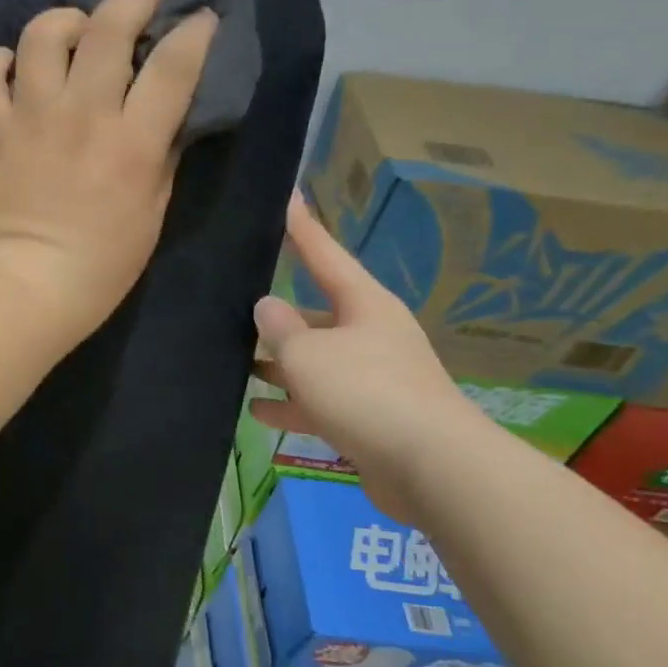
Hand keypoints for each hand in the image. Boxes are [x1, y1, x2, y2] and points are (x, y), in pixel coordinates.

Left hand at [0, 0, 215, 347]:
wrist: (27, 289)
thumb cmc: (102, 264)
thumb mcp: (154, 211)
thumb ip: (162, 152)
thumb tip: (165, 110)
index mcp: (133, 142)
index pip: (174, 63)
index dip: (194, 30)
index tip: (199, 20)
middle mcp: (84, 115)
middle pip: (109, 26)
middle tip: (141, 4)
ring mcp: (31, 117)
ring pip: (43, 34)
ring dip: (65, 21)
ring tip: (74, 33)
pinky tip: (12, 70)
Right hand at [250, 196, 485, 497]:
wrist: (433, 468)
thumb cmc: (365, 392)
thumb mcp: (308, 353)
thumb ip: (279, 328)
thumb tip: (267, 306)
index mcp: (363, 304)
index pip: (324, 254)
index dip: (301, 228)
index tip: (286, 198)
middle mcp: (370, 335)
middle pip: (315, 315)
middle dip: (277, 316)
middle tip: (234, 307)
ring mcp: (373, 378)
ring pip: (315, 361)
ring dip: (279, 364)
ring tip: (236, 363)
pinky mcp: (370, 418)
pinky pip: (321, 401)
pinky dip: (291, 404)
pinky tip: (257, 411)